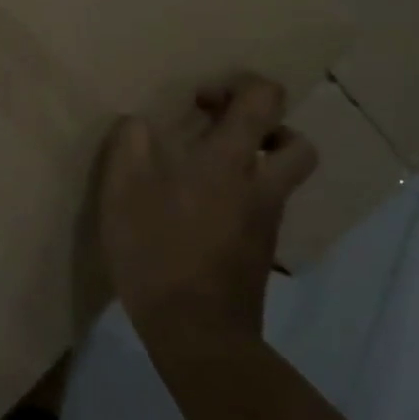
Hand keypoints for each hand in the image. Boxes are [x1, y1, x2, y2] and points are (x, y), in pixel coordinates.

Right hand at [91, 76, 317, 349]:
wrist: (198, 333)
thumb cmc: (159, 252)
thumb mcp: (123, 191)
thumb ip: (130, 145)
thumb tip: (139, 124)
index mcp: (231, 160)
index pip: (265, 100)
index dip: (242, 86)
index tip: (203, 100)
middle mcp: (261, 186)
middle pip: (295, 143)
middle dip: (266, 129)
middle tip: (223, 135)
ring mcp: (266, 222)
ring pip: (281, 179)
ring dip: (255, 164)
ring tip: (207, 172)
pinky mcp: (260, 253)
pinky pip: (263, 209)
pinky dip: (243, 198)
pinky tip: (200, 213)